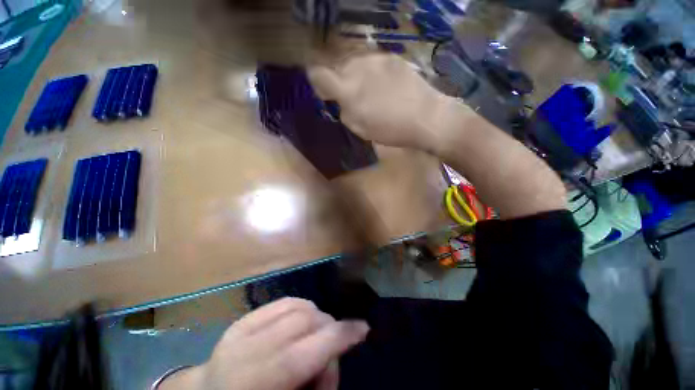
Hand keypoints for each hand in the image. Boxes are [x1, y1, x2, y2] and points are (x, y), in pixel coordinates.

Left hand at [158, 298, 368, 389]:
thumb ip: (317, 384)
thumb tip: (333, 359)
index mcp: (250, 383)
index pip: (300, 356)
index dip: (336, 338)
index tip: (363, 329)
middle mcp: (242, 351)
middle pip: (302, 322)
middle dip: (327, 330)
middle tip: (330, 352)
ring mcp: (241, 329)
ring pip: (297, 306)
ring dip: (316, 318)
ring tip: (315, 339)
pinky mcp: (244, 318)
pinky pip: (285, 302)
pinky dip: (303, 309)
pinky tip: (303, 325)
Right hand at [309, 54, 455, 152]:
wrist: (426, 116)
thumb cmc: (392, 130)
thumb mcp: (361, 130)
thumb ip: (345, 113)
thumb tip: (341, 103)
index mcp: (348, 90)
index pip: (319, 75)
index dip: (317, 82)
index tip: (325, 93)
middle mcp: (358, 68)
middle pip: (338, 67)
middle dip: (340, 81)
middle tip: (352, 97)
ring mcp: (376, 59)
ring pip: (355, 63)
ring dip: (356, 76)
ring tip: (370, 91)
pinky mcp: (391, 57)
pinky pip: (372, 62)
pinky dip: (372, 73)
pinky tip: (385, 85)